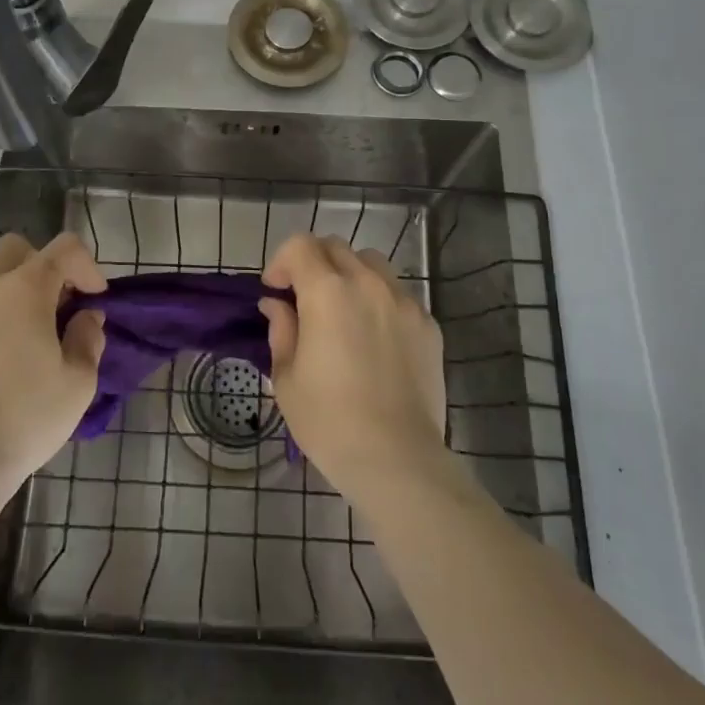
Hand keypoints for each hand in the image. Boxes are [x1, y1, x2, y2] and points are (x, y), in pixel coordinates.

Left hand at [0, 232, 107, 494]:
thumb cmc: (23, 422)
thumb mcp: (78, 385)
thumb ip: (88, 338)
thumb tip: (85, 316)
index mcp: (25, 288)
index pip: (65, 248)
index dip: (86, 265)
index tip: (93, 297)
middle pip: (16, 248)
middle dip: (40, 267)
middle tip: (49, 307)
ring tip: (6, 322)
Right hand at [259, 234, 447, 504]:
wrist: (397, 459)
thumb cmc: (329, 420)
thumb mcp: (287, 377)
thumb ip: (281, 329)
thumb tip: (277, 305)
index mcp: (327, 292)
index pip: (300, 245)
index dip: (282, 261)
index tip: (276, 290)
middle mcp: (367, 283)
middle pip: (336, 247)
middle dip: (313, 264)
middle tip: (304, 299)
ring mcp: (403, 302)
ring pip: (371, 264)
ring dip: (349, 275)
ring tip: (343, 311)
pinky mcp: (428, 324)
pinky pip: (398, 294)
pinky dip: (379, 301)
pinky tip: (375, 338)